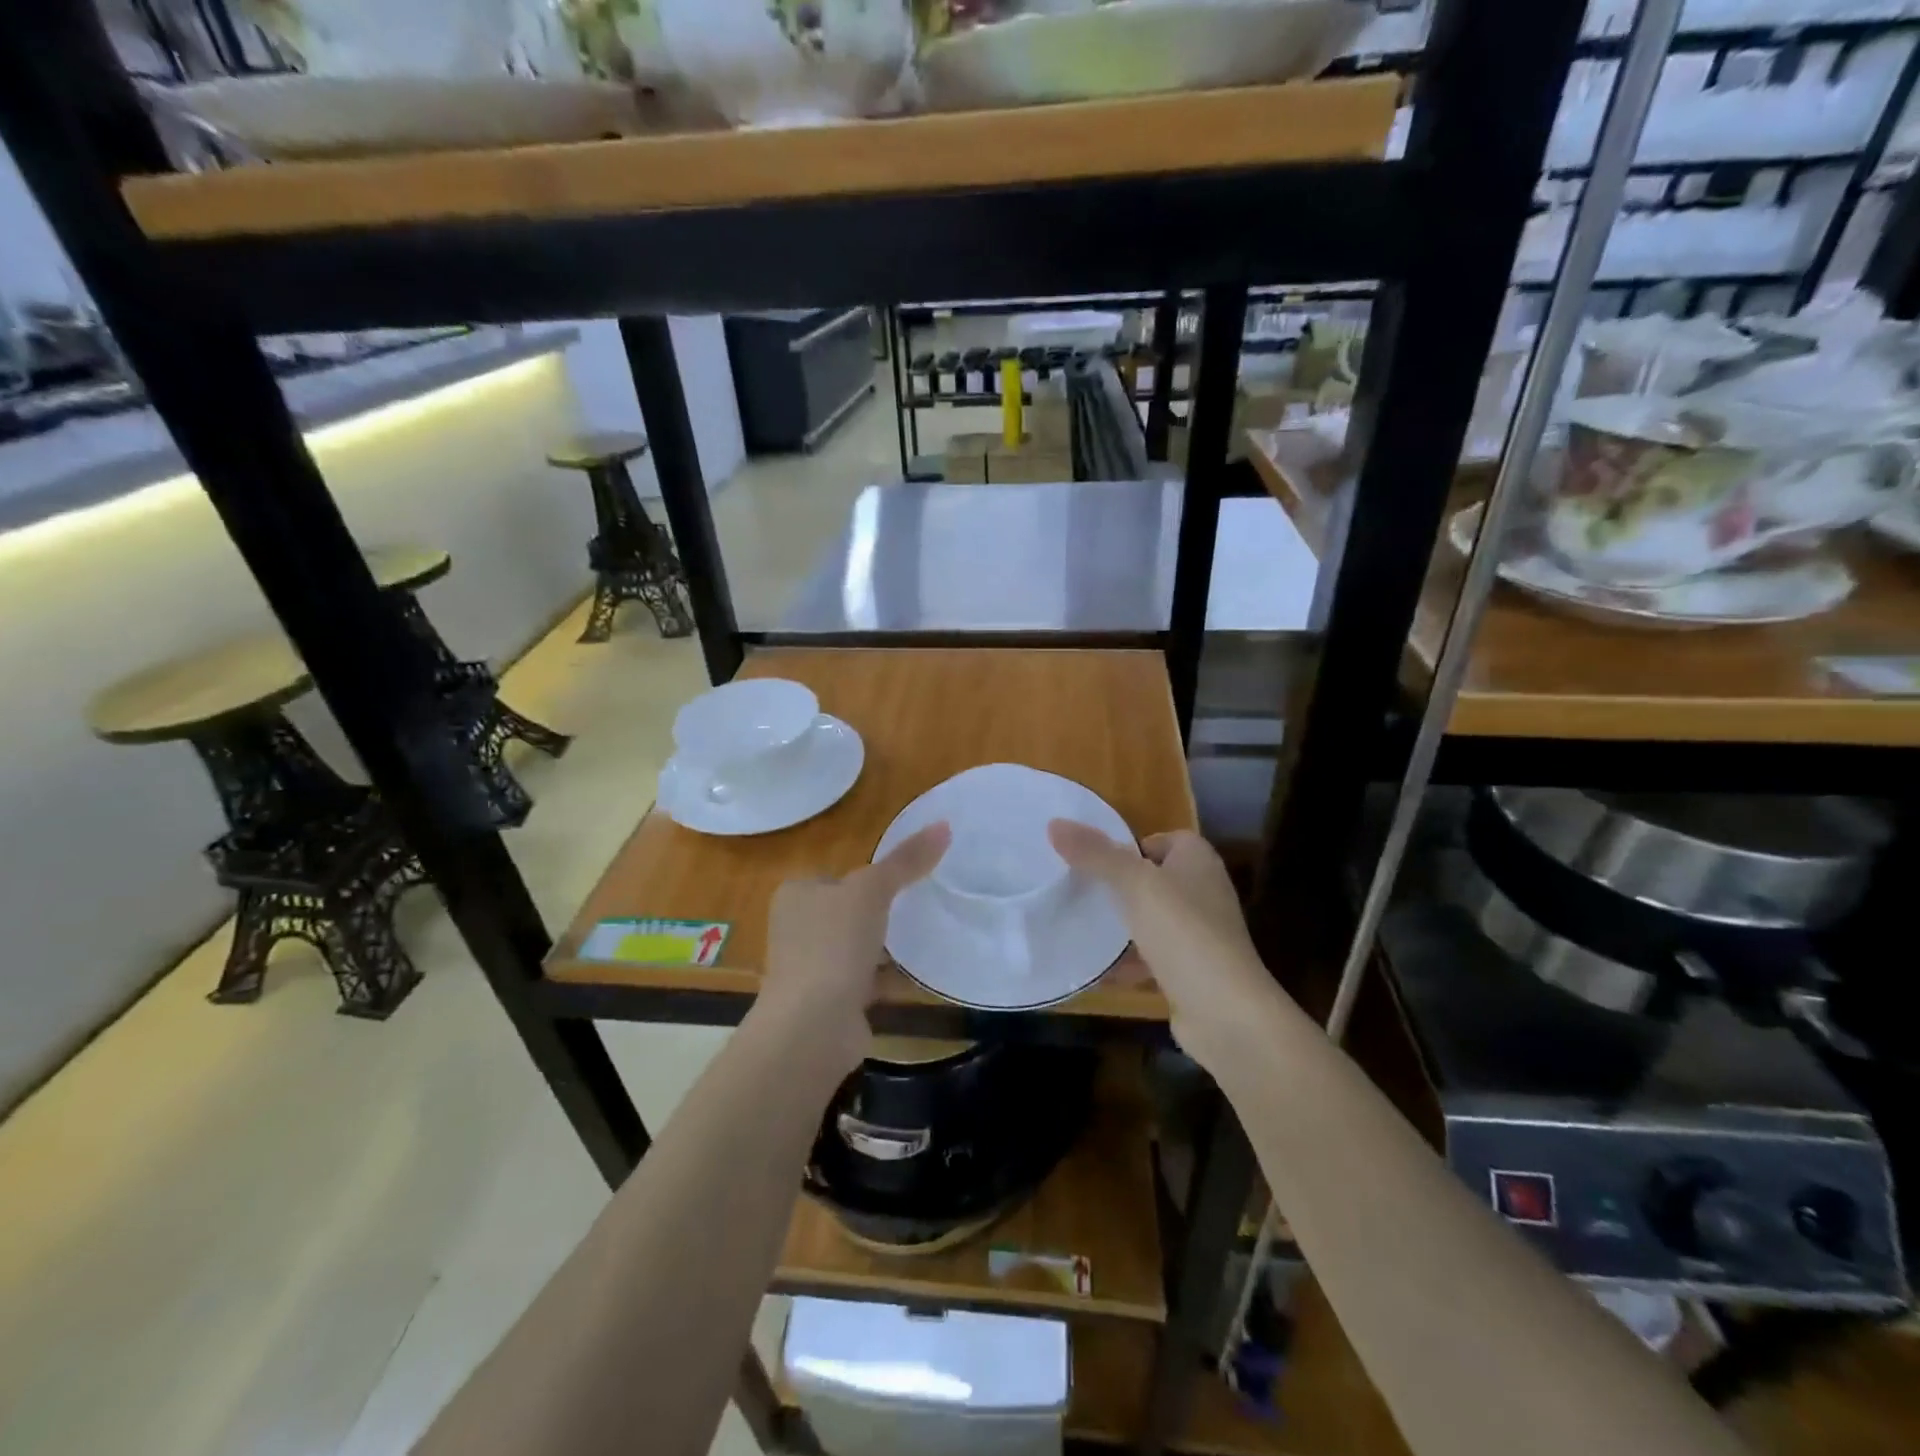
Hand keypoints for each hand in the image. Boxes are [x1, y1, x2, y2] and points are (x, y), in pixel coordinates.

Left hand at [757, 822, 950, 1075]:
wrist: (812, 1027)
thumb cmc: (833, 945)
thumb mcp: (872, 890)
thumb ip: (906, 860)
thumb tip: (944, 825)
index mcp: (795, 895)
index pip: (837, 875)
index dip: (869, 876)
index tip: (905, 879)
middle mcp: (796, 929)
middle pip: (848, 912)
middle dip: (880, 913)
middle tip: (921, 906)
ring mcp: (809, 969)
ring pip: (857, 948)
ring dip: (885, 947)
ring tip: (926, 935)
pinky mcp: (828, 1003)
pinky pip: (866, 981)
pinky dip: (889, 978)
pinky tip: (920, 974)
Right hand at [1048, 822, 1281, 1070]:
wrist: (1225, 1012)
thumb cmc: (1183, 932)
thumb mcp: (1134, 884)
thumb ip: (1095, 854)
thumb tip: (1055, 823)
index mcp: (1198, 860)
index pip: (1161, 839)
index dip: (1129, 846)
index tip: (1094, 860)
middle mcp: (1204, 891)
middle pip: (1153, 879)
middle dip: (1118, 886)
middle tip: (1079, 890)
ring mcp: (1200, 933)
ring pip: (1151, 919)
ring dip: (1121, 925)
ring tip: (1081, 926)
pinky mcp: (1192, 971)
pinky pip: (1153, 957)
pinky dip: (1129, 962)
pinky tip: (1098, 970)